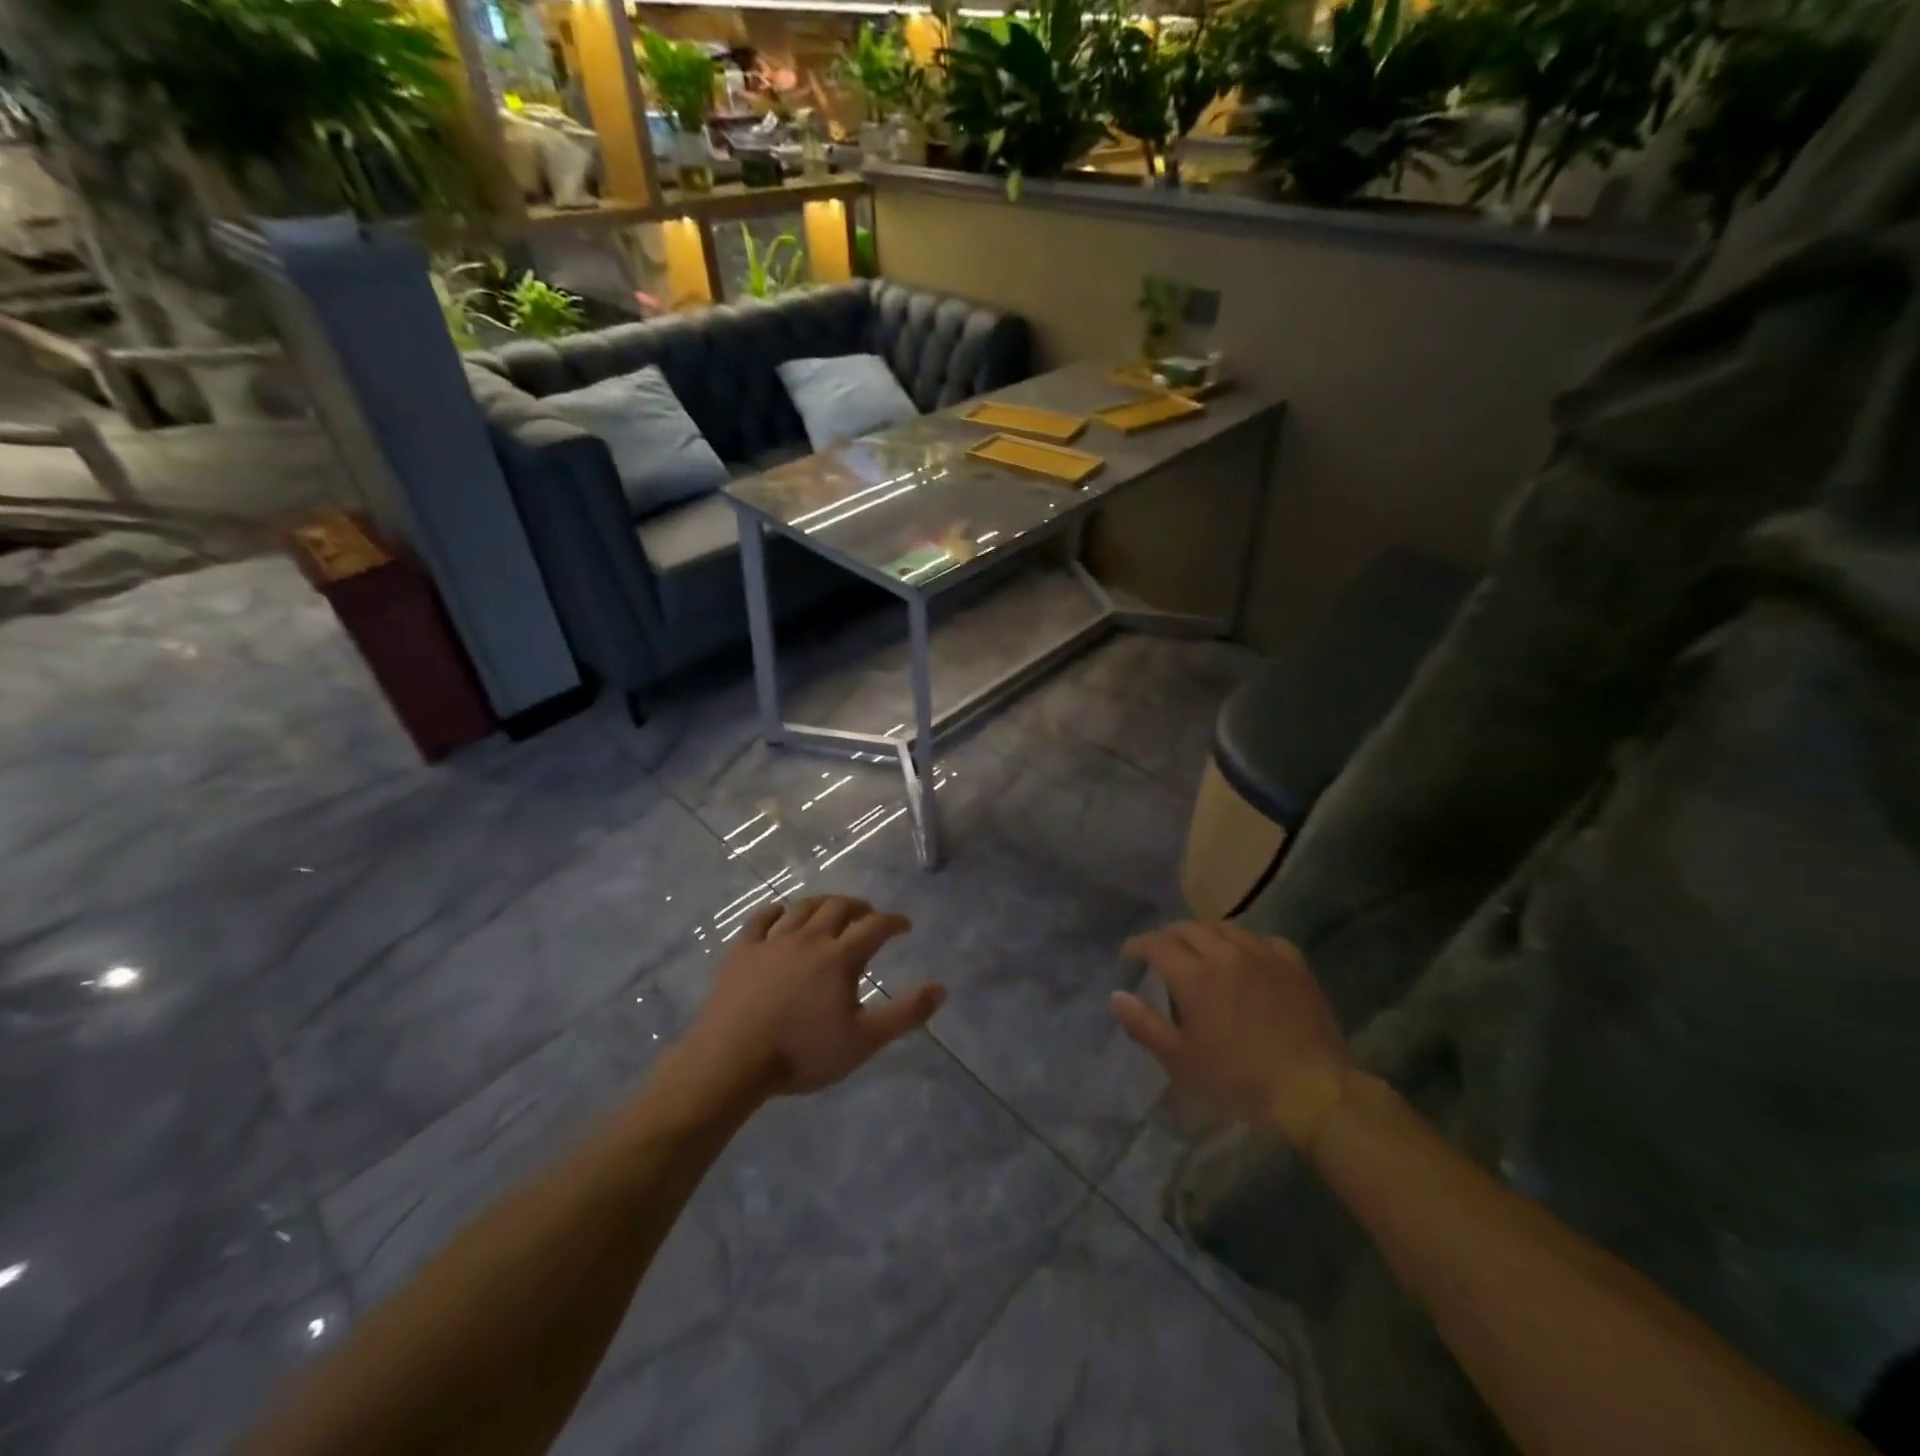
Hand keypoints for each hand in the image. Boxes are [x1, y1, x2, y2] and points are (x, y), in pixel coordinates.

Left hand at [684, 895, 946, 1098]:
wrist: (731, 1062)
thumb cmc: (802, 1053)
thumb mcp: (863, 1041)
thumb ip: (905, 1014)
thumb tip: (941, 988)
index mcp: (840, 956)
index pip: (875, 926)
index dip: (894, 922)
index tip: (905, 926)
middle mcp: (809, 938)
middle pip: (838, 907)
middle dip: (859, 906)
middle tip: (868, 914)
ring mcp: (772, 941)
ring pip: (802, 907)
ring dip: (822, 904)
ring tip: (831, 911)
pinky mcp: (742, 951)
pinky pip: (761, 919)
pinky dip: (777, 912)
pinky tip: (781, 915)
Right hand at [1111, 921, 1354, 1147]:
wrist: (1314, 1090)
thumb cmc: (1240, 1079)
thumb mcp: (1182, 1061)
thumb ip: (1144, 1025)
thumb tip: (1117, 996)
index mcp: (1195, 976)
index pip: (1156, 944)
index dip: (1138, 946)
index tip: (1130, 956)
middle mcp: (1226, 954)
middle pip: (1189, 928)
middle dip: (1168, 936)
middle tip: (1161, 953)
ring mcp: (1263, 955)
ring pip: (1225, 927)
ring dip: (1205, 934)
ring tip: (1200, 951)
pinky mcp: (1293, 964)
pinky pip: (1262, 939)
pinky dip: (1244, 943)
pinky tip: (1245, 958)